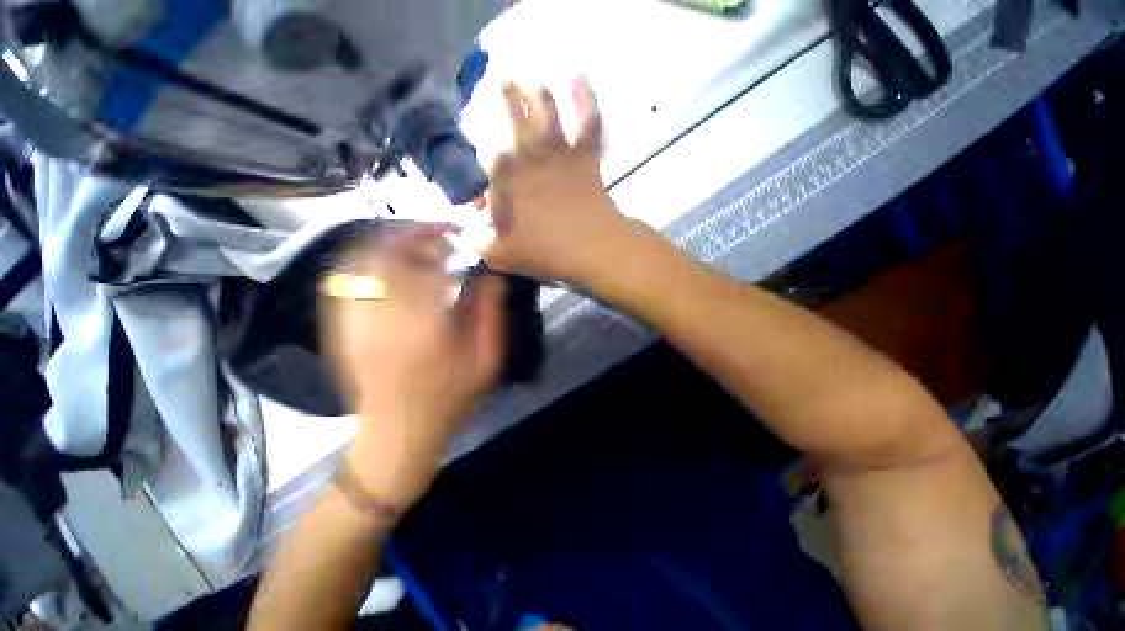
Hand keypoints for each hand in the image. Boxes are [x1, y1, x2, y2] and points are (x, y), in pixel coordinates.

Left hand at [320, 224, 504, 510]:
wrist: (397, 433)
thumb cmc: (449, 398)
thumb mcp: (487, 361)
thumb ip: (491, 314)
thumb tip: (491, 275)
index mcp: (424, 326)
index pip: (427, 264)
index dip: (442, 239)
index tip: (458, 233)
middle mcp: (382, 316)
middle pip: (388, 254)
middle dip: (413, 233)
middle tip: (436, 231)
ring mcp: (353, 321)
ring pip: (362, 261)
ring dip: (388, 242)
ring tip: (413, 241)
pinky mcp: (340, 327)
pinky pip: (344, 280)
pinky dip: (365, 260)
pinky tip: (386, 262)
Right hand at [484, 78, 645, 284]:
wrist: (591, 249)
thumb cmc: (545, 253)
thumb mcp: (503, 257)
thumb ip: (483, 244)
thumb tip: (475, 236)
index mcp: (505, 178)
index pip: (487, 158)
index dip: (485, 165)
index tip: (489, 183)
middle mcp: (528, 155)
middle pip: (511, 117)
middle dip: (503, 99)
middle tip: (499, 84)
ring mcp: (558, 152)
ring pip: (545, 109)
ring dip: (533, 89)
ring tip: (524, 77)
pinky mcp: (585, 157)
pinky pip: (587, 121)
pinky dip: (585, 98)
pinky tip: (579, 76)